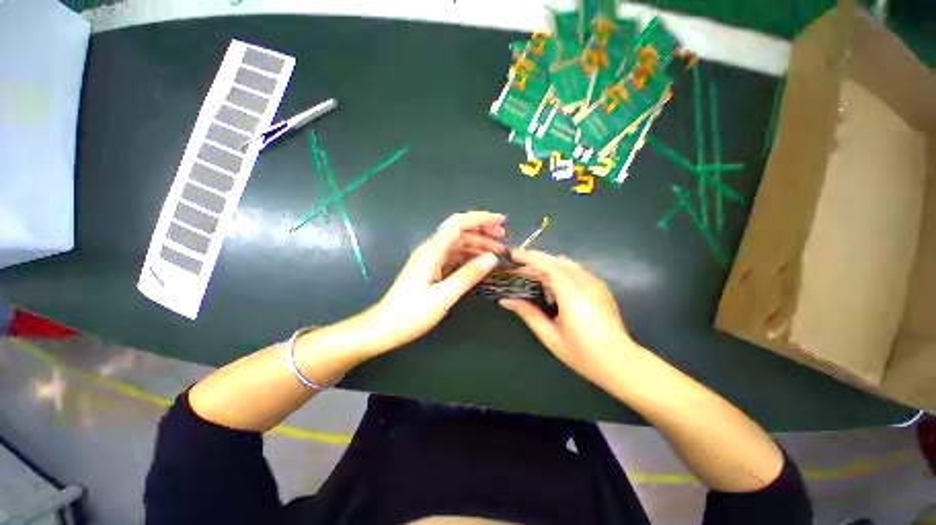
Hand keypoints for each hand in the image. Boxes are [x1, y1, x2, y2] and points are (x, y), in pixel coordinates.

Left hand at [364, 211, 506, 353]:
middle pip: (459, 231)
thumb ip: (468, 275)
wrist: (385, 327)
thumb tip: (492, 258)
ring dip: (478, 244)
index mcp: (432, 251)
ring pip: (457, 244)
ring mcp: (430, 259)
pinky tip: (480, 263)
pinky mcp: (431, 269)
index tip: (501, 221)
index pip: (458, 224)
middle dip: (482, 231)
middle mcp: (430, 250)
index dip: (480, 219)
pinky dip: (469, 256)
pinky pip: (453, 256)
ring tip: (497, 252)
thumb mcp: (444, 296)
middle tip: (504, 239)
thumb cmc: (411, 313)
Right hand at [499, 249, 640, 385]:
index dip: (529, 257)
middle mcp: (586, 283)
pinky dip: (559, 270)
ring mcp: (596, 283)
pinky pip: (576, 270)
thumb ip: (528, 313)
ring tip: (530, 274)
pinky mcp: (600, 286)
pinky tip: (551, 283)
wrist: (620, 362)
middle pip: (556, 261)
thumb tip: (505, 300)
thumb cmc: (582, 353)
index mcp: (572, 295)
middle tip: (517, 266)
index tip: (512, 254)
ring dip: (547, 264)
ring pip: (567, 263)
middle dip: (535, 259)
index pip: (548, 266)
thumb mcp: (550, 336)